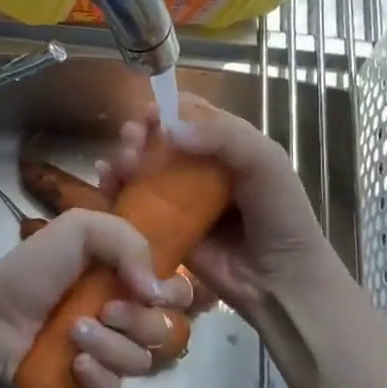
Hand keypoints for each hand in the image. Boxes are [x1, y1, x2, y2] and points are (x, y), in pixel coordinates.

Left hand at [0, 209, 194, 387]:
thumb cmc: (35, 268)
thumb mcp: (80, 228)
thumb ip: (130, 242)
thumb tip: (158, 291)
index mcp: (127, 275)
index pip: (179, 292)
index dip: (174, 295)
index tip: (150, 292)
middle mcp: (126, 312)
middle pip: (168, 331)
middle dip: (140, 321)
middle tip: (105, 310)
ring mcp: (109, 350)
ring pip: (143, 361)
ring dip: (111, 345)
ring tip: (74, 332)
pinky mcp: (89, 382)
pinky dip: (98, 375)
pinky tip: (74, 363)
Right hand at [98, 93, 340, 320]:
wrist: (281, 279)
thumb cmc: (280, 214)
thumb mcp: (265, 162)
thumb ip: (224, 137)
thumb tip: (169, 130)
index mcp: (226, 143)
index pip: (189, 113)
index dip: (167, 108)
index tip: (149, 114)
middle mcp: (199, 165)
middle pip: (158, 138)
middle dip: (139, 133)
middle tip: (132, 141)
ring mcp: (179, 197)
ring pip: (141, 167)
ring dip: (123, 158)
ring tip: (118, 166)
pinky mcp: (163, 226)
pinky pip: (133, 203)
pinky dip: (115, 188)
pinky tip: (106, 182)